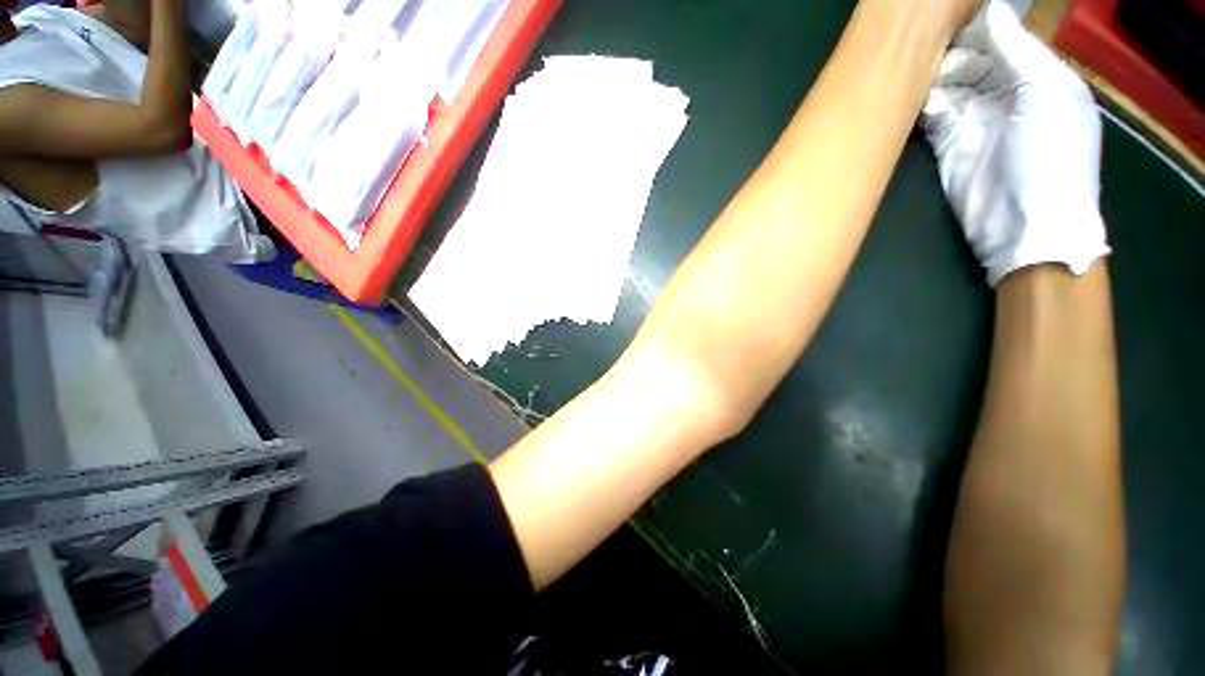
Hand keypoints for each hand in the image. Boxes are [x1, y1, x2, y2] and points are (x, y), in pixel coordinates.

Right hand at [920, 0, 1109, 285]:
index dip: (976, 23)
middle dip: (949, 48)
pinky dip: (920, 103)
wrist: (1025, 226)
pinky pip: (931, 114)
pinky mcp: (948, 144)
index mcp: (1037, 74)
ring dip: (931, 75)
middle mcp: (1005, 90)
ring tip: (912, 67)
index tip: (945, 15)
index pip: (1003, 35)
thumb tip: (988, 10)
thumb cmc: (1051, 157)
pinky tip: (909, 95)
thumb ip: (1018, 51)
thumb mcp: (1047, 94)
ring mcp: (974, 118)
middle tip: (923, 45)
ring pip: (947, 83)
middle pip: (971, 57)